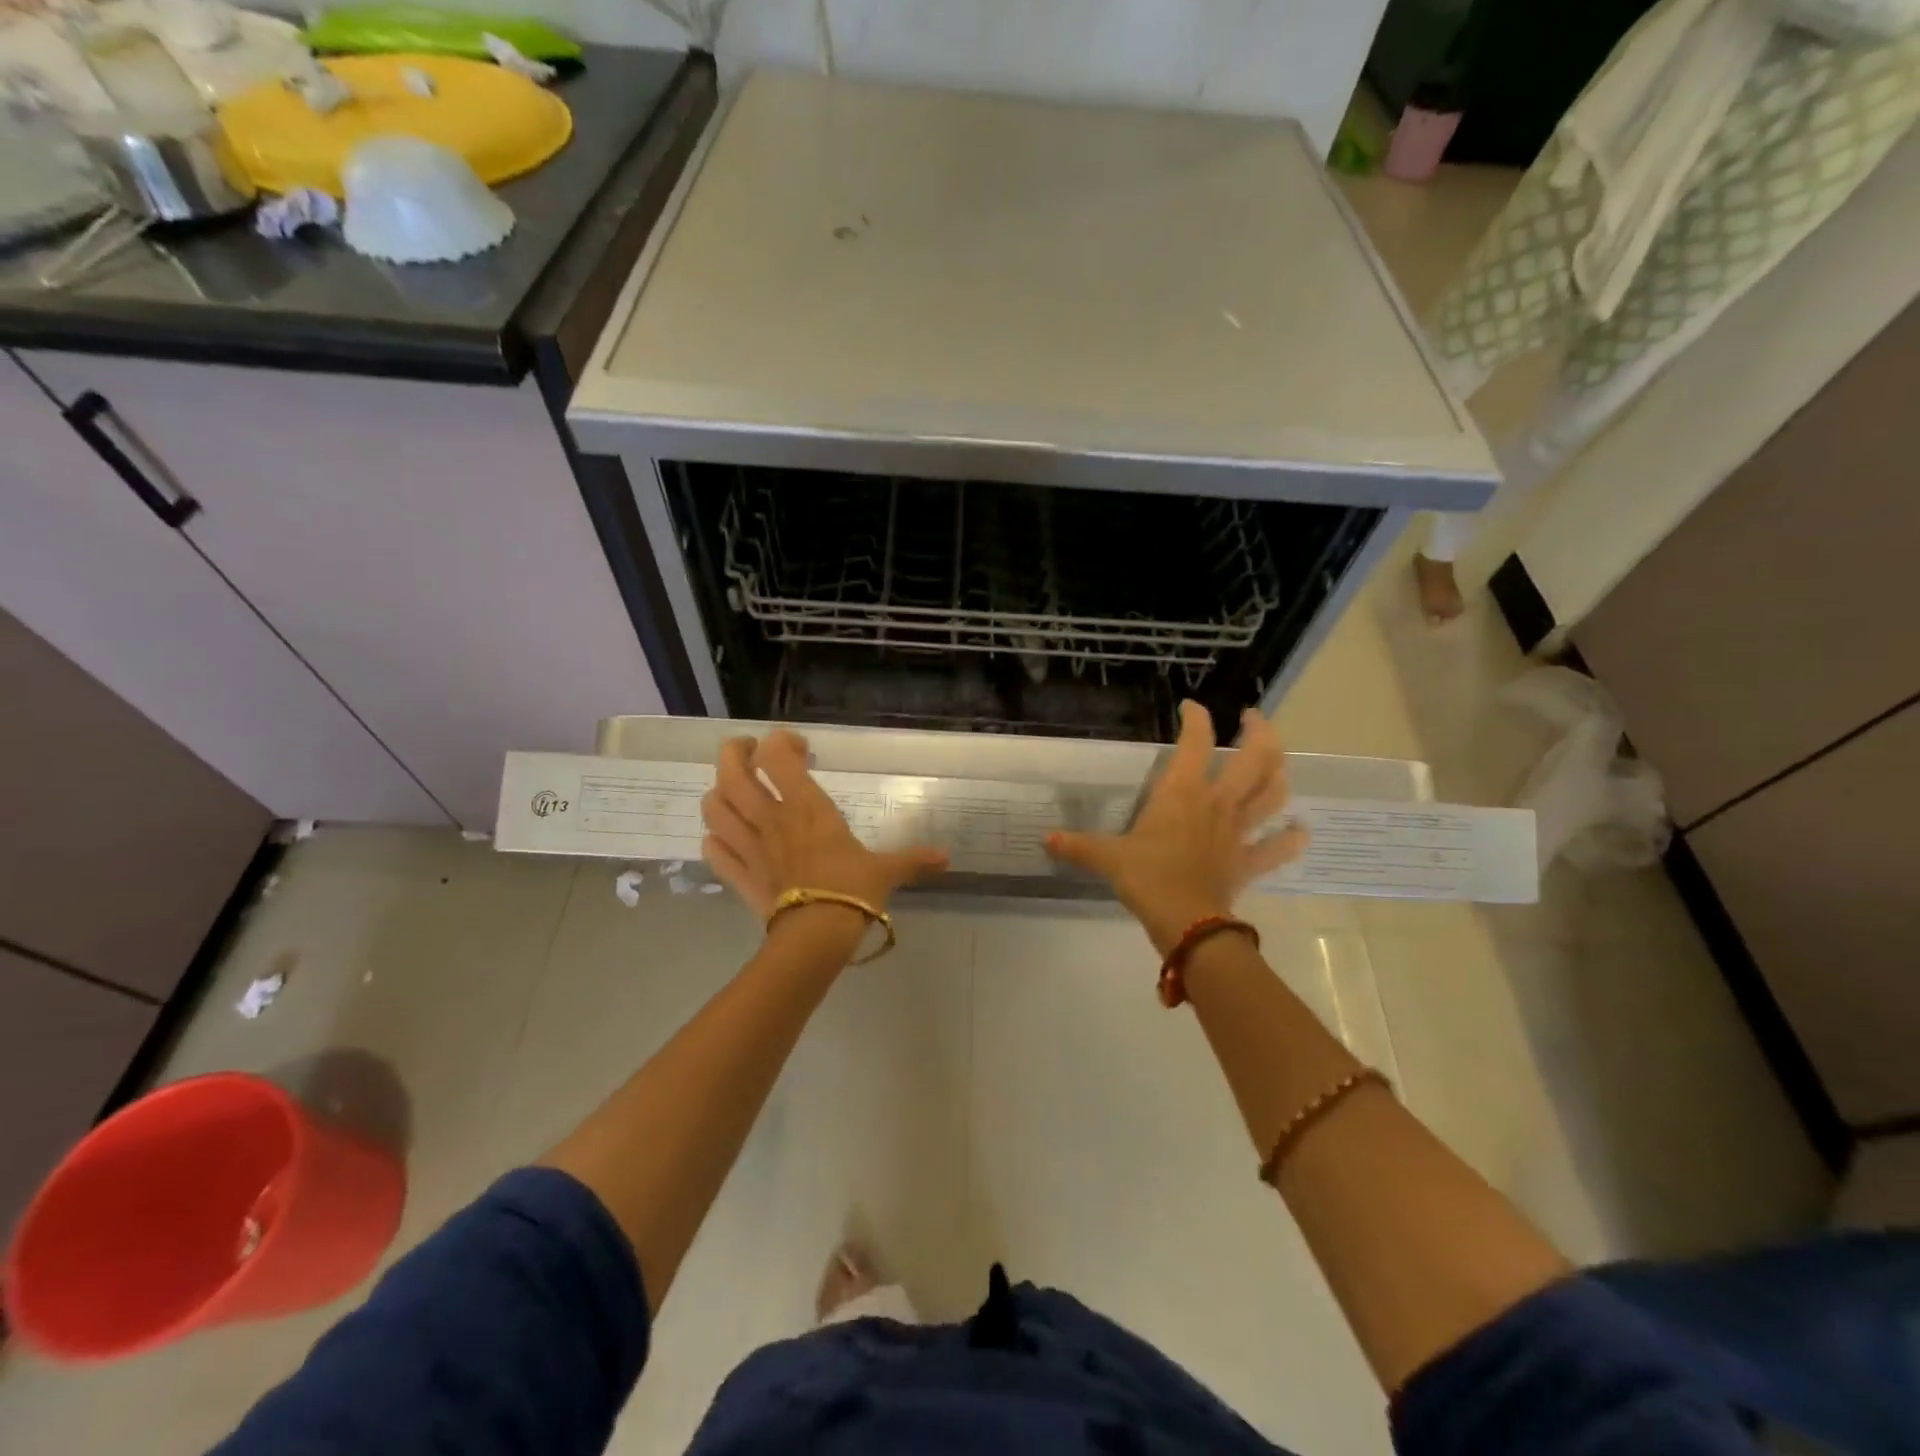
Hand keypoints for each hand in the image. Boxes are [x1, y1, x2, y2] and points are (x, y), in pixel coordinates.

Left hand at [700, 730, 948, 924]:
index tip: (799, 749)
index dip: (781, 742)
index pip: (777, 756)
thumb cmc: (852, 892)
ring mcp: (749, 846)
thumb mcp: (886, 871)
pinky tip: (727, 838)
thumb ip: (912, 859)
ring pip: (714, 806)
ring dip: (718, 792)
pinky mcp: (738, 874)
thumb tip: (946, 858)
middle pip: (732, 771)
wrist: (817, 936)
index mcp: (807, 807)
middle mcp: (771, 818)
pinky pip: (713, 849)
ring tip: (735, 792)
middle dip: (735, 753)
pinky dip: (714, 838)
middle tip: (752, 754)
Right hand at [1045, 702, 1306, 953]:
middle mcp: (1217, 803)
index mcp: (1183, 792)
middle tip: (1252, 718)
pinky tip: (1299, 829)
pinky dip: (1292, 838)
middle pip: (1255, 758)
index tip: (1192, 707)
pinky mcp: (1249, 861)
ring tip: (1276, 761)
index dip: (1196, 718)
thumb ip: (1078, 845)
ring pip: (1274, 793)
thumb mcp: (1107, 858)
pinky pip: (1279, 847)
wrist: (1185, 921)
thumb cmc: (1147, 877)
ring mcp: (1239, 831)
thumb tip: (1045, 840)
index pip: (1195, 741)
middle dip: (1259, 731)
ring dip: (1280, 772)